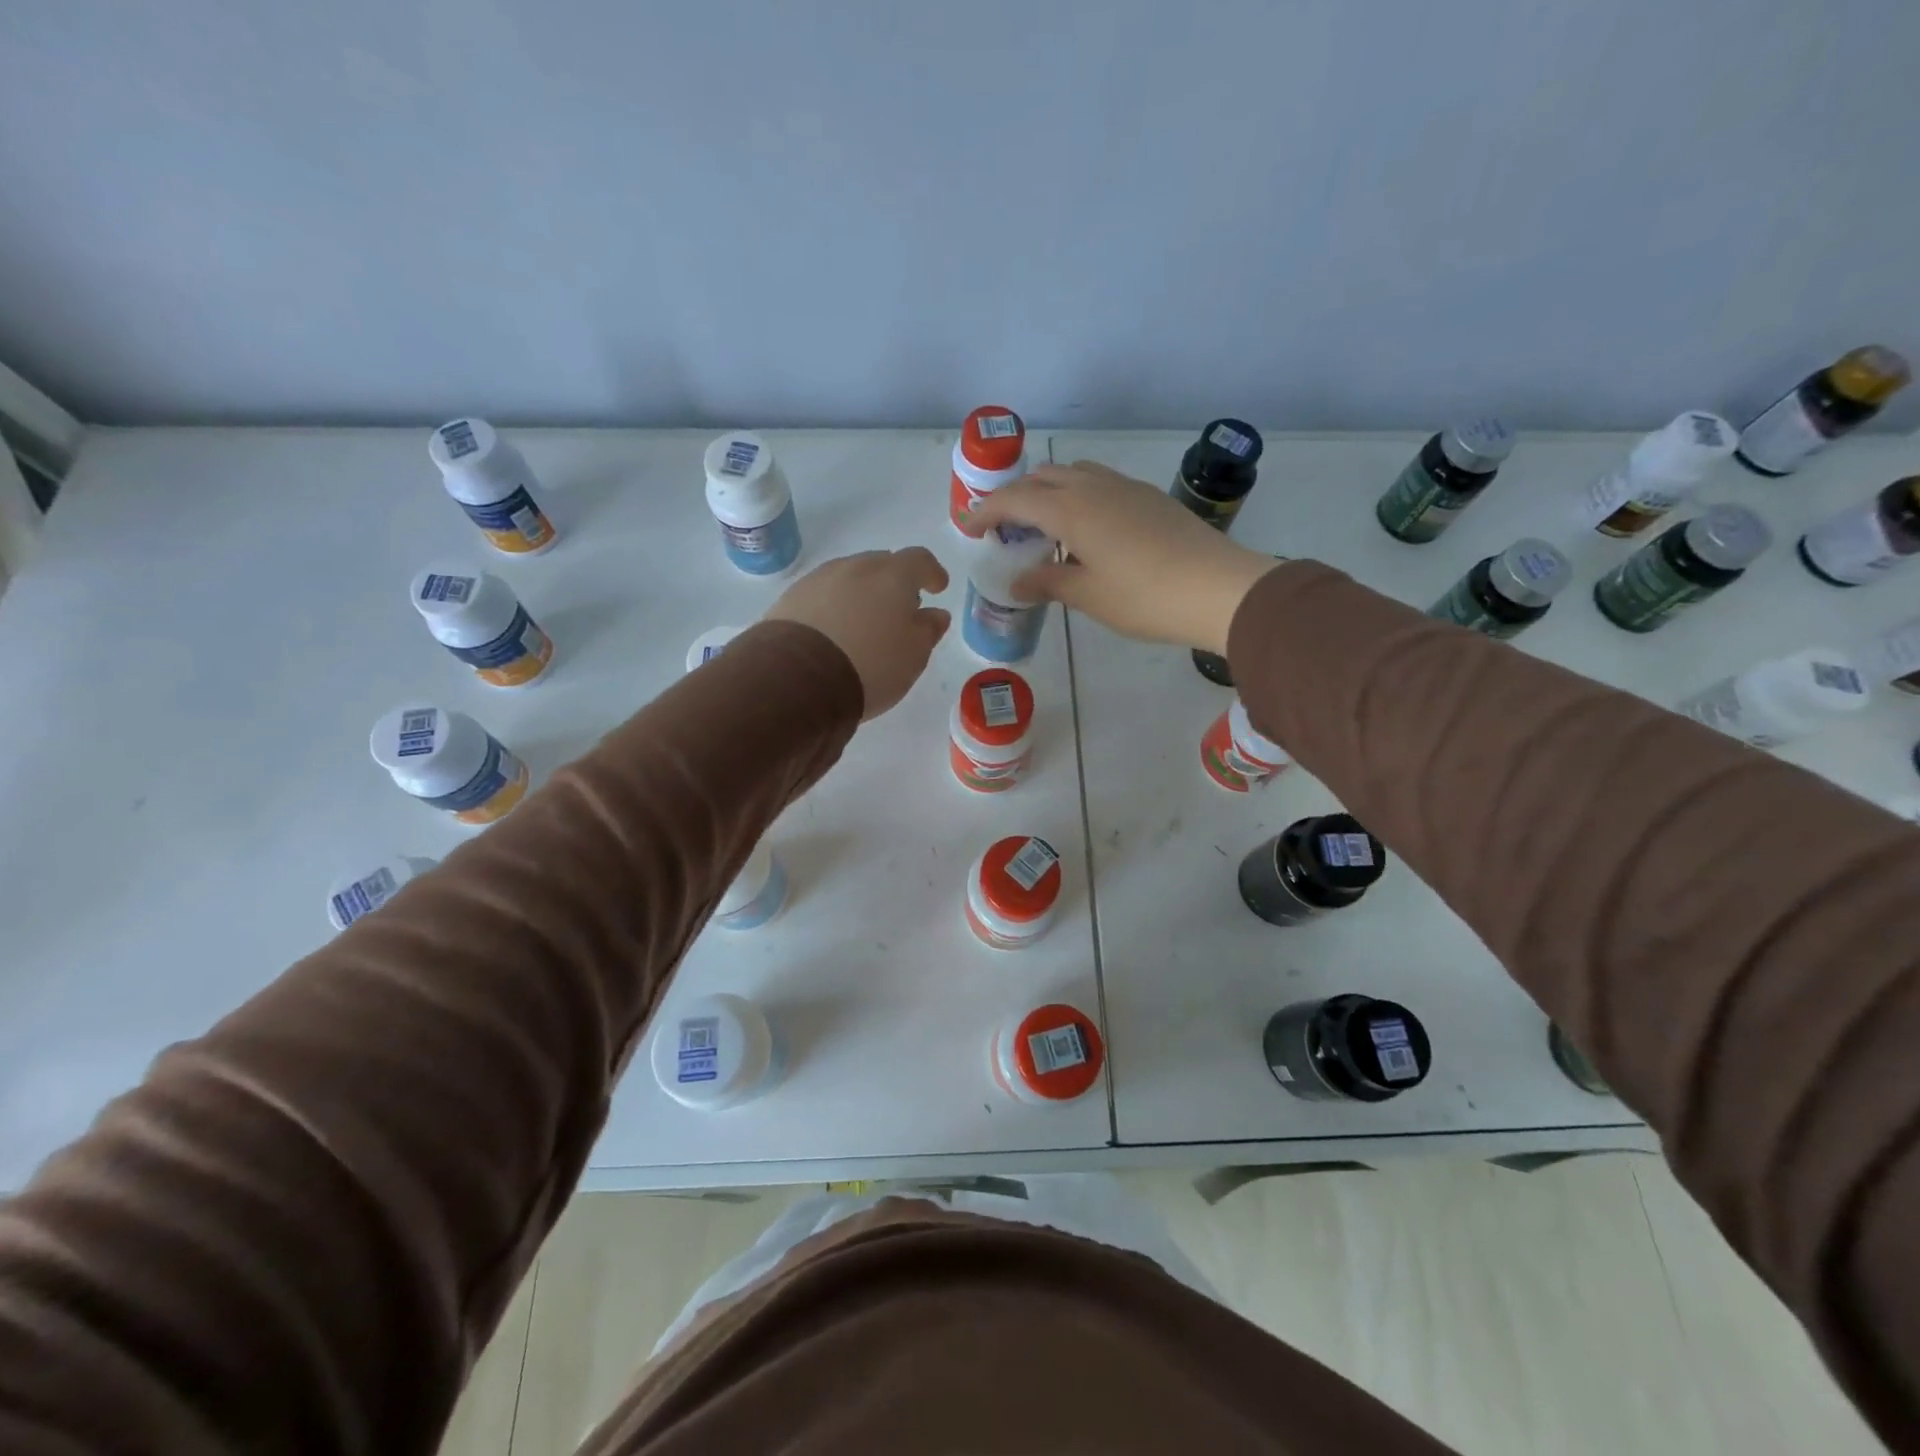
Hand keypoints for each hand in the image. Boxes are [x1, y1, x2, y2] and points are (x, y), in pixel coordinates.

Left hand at [765, 548, 950, 719]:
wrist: (798, 678)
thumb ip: (928, 630)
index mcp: (893, 576)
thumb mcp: (913, 656)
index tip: (938, 587)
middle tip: (899, 610)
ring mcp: (819, 579)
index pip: (920, 560)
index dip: (932, 572)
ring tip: (864, 623)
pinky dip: (834, 606)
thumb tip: (935, 614)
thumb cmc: (871, 665)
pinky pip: (822, 595)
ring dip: (862, 594)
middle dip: (894, 583)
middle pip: (882, 565)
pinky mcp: (791, 597)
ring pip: (849, 578)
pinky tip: (834, 631)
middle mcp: (856, 567)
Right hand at [969, 462, 1277, 653]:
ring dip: (1048, 492)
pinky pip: (1098, 483)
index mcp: (1071, 509)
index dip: (986, 511)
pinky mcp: (1148, 497)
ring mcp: (1125, 488)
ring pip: (1073, 474)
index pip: (1015, 499)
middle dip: (1015, 497)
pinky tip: (1084, 530)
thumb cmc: (1144, 597)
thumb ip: (1048, 583)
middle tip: (1004, 529)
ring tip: (1042, 526)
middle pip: (1042, 477)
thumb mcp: (1088, 595)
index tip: (967, 526)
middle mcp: (1094, 487)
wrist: (1218, 588)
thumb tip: (1018, 581)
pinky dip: (1077, 496)